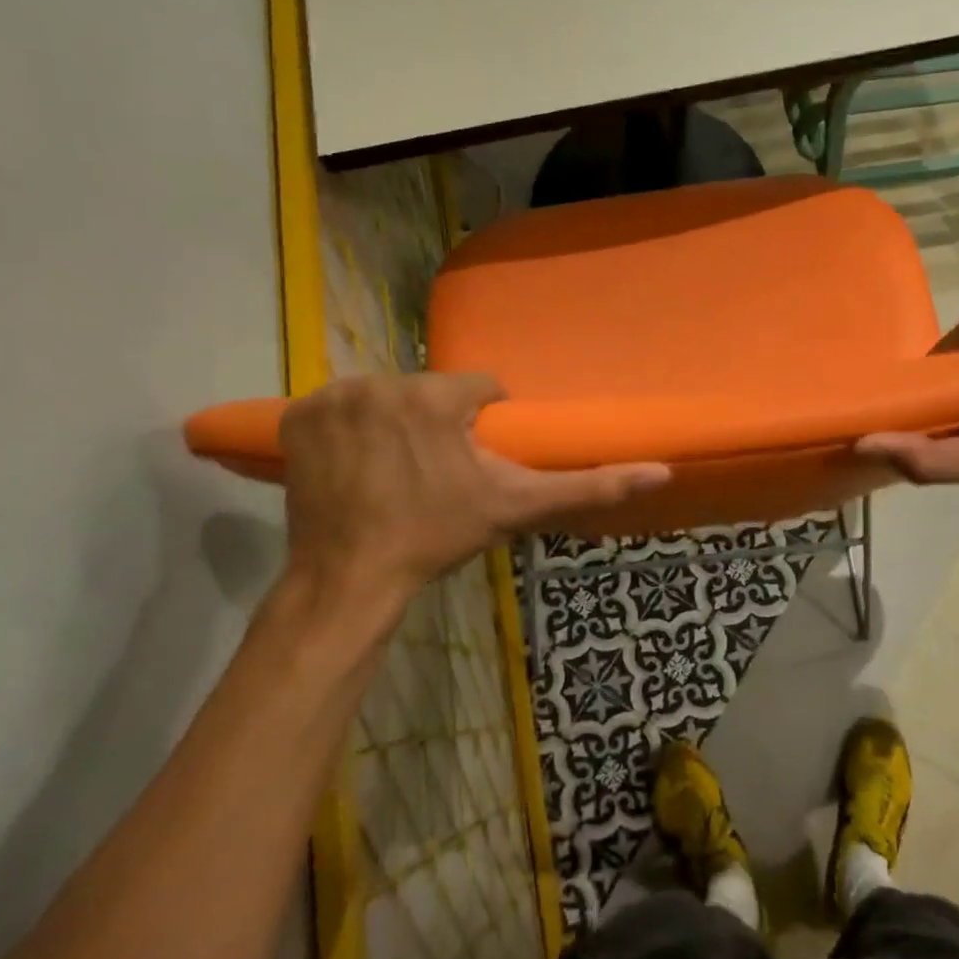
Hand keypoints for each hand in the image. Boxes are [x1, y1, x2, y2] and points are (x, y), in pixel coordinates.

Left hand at [278, 374, 668, 597]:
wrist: (351, 577)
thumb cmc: (437, 538)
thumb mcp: (516, 508)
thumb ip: (586, 487)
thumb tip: (660, 471)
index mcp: (435, 396)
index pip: (479, 388)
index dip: (483, 424)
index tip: (473, 461)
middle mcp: (380, 382)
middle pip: (429, 394)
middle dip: (438, 426)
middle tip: (434, 475)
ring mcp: (332, 397)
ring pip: (386, 398)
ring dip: (396, 425)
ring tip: (394, 474)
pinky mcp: (297, 415)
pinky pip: (339, 408)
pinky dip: (349, 431)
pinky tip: (356, 467)